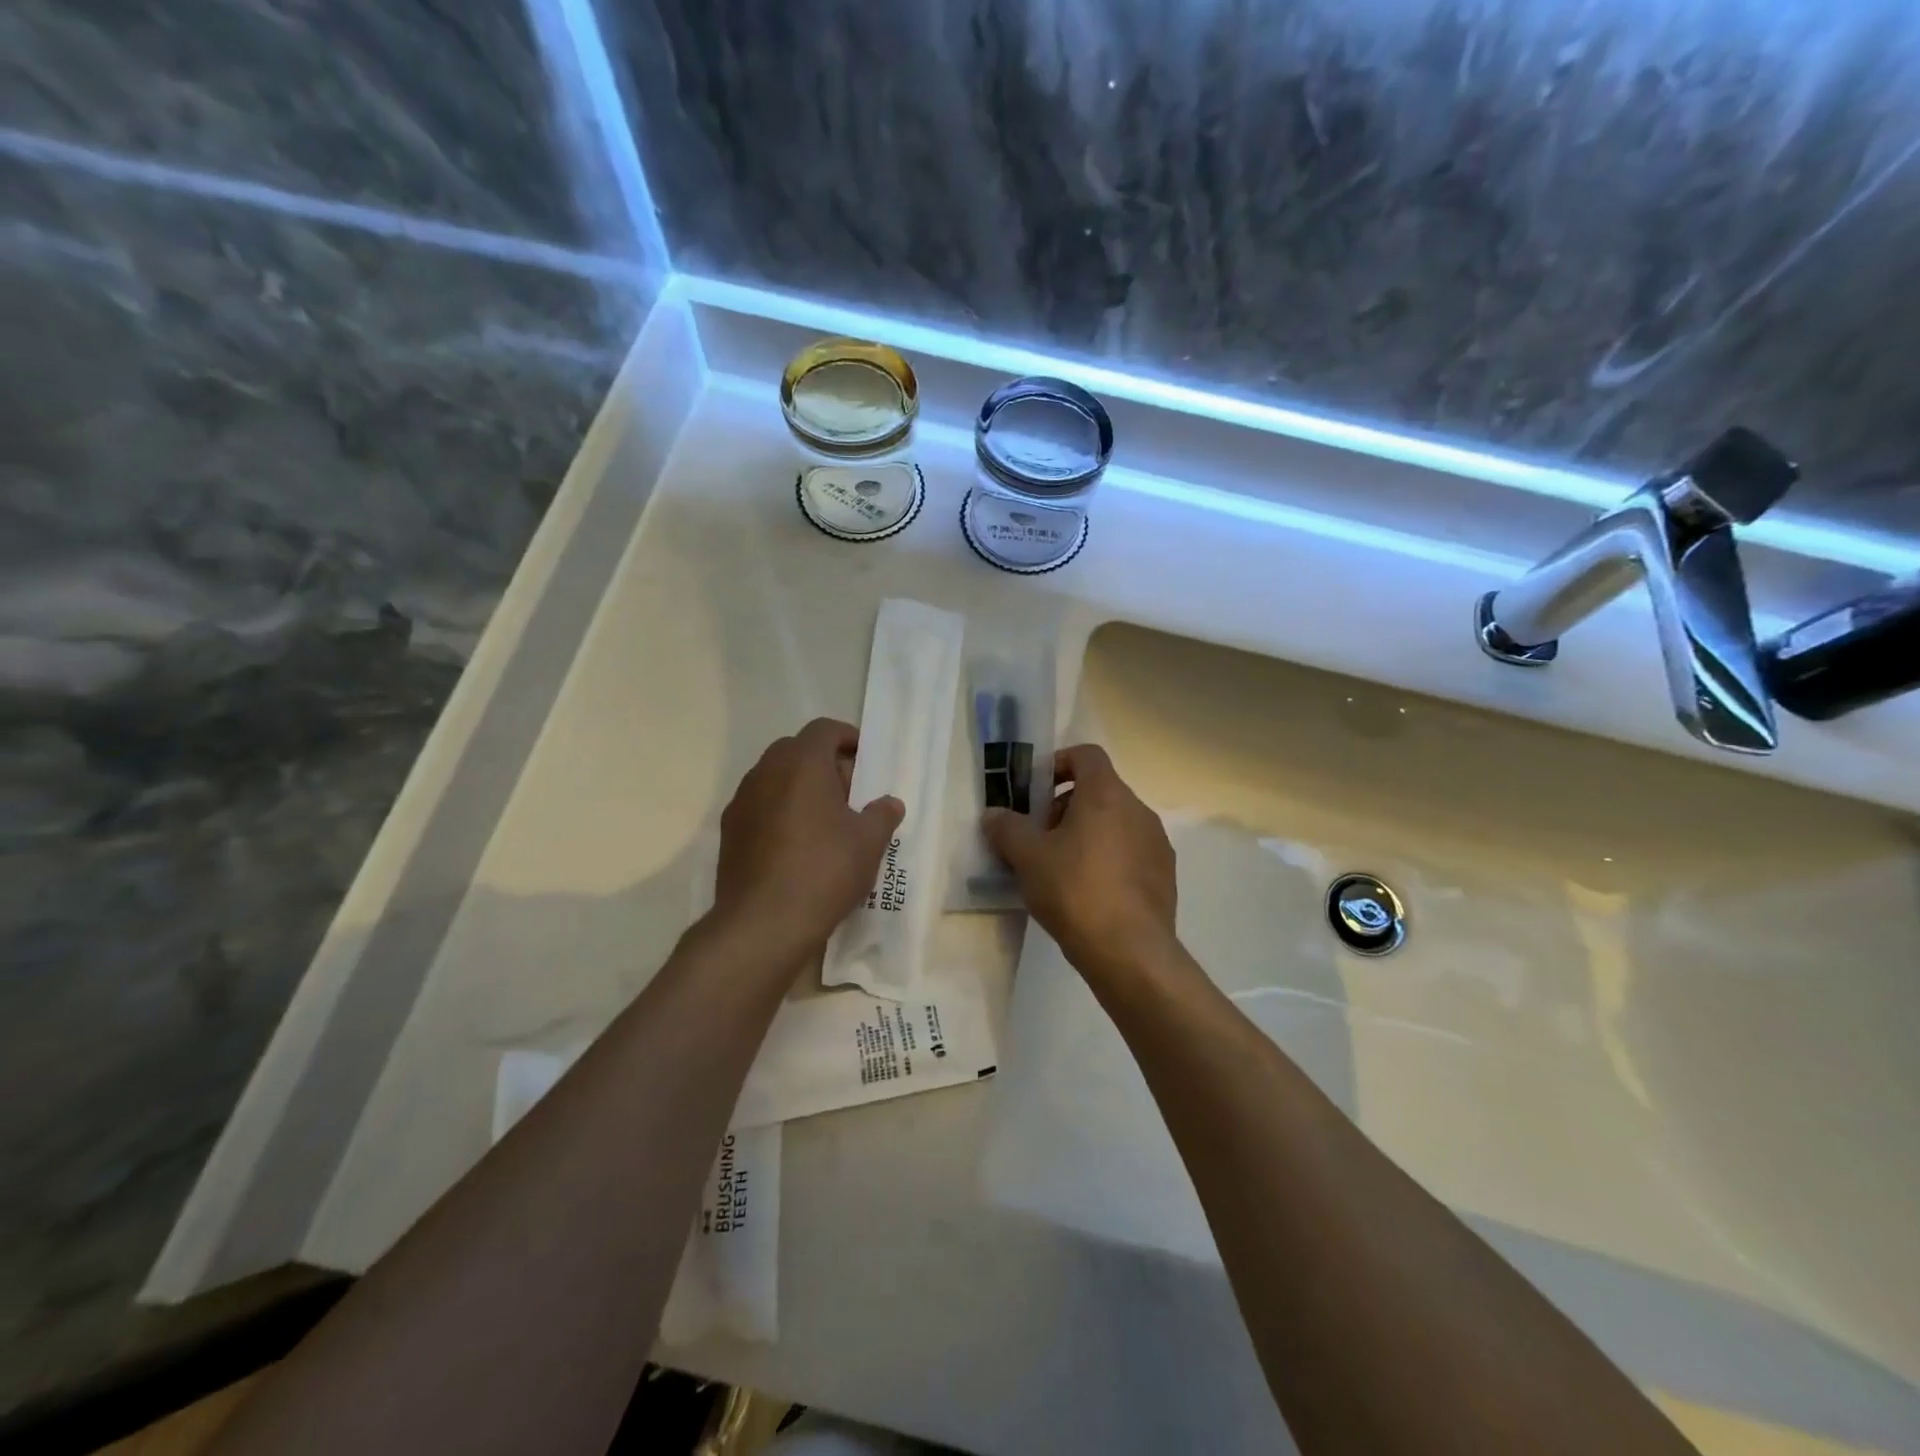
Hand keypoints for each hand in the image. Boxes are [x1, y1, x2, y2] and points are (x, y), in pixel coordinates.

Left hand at [714, 718, 903, 958]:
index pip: (824, 730)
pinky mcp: (729, 833)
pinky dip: (781, 813)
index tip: (866, 762)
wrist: (762, 924)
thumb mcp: (869, 842)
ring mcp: (742, 802)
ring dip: (801, 789)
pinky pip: (761, 807)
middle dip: (826, 765)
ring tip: (827, 823)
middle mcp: (765, 772)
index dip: (848, 738)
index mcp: (801, 763)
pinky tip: (799, 847)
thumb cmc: (824, 870)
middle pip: (797, 751)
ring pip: (776, 779)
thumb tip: (889, 803)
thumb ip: (882, 814)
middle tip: (850, 795)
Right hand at [983, 744, 1178, 981]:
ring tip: (1061, 869)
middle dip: (1066, 807)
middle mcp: (1138, 810)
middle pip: (1099, 790)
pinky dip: (1108, 859)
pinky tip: (1088, 893)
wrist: (1129, 951)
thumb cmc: (1074, 890)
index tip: (1037, 791)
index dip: (1059, 763)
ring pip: (1116, 823)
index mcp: (1107, 794)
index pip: (1086, 755)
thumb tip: (993, 815)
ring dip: (1087, 834)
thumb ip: (1007, 828)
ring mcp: (1156, 842)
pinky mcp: (1165, 875)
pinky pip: (1131, 852)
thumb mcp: (1028, 858)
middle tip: (1040, 837)